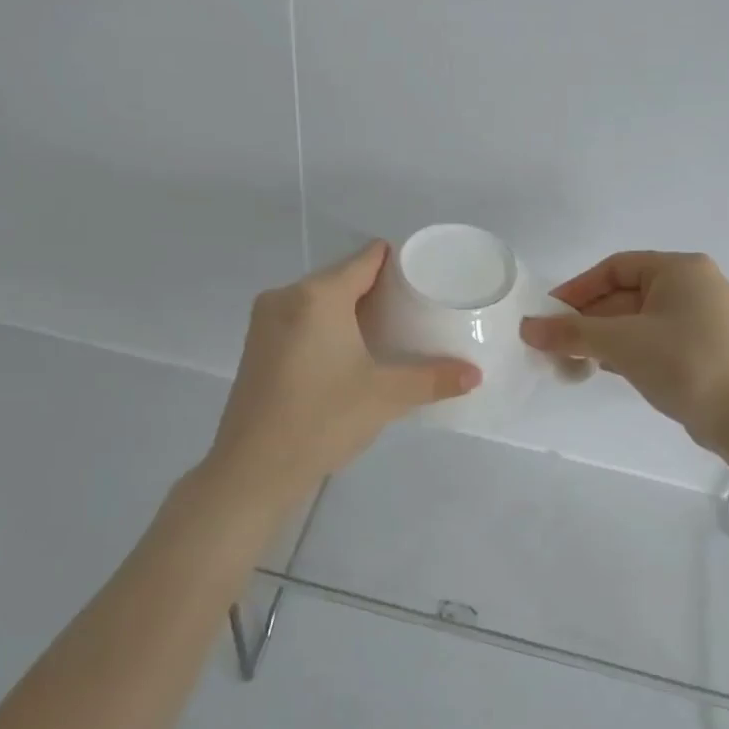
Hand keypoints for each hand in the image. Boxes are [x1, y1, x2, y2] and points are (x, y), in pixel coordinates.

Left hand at [205, 242, 480, 498]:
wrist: (253, 469)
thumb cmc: (322, 419)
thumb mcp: (385, 397)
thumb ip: (433, 379)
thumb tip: (476, 375)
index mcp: (317, 296)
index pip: (365, 259)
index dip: (398, 262)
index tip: (425, 277)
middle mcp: (286, 297)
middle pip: (342, 278)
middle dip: (377, 291)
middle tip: (414, 311)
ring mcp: (265, 321)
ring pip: (319, 301)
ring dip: (351, 310)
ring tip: (388, 333)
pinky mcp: (257, 347)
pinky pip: (301, 320)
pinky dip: (327, 326)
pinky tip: (349, 353)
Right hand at [520, 251, 728, 448]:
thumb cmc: (683, 362)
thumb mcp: (621, 343)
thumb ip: (571, 333)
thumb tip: (527, 328)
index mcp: (679, 269)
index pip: (616, 268)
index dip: (578, 289)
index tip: (549, 314)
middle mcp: (693, 286)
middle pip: (625, 294)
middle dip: (588, 318)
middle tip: (555, 342)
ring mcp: (699, 319)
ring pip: (637, 319)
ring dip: (603, 337)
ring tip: (571, 358)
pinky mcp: (700, 348)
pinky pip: (652, 339)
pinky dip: (625, 350)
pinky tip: (601, 368)